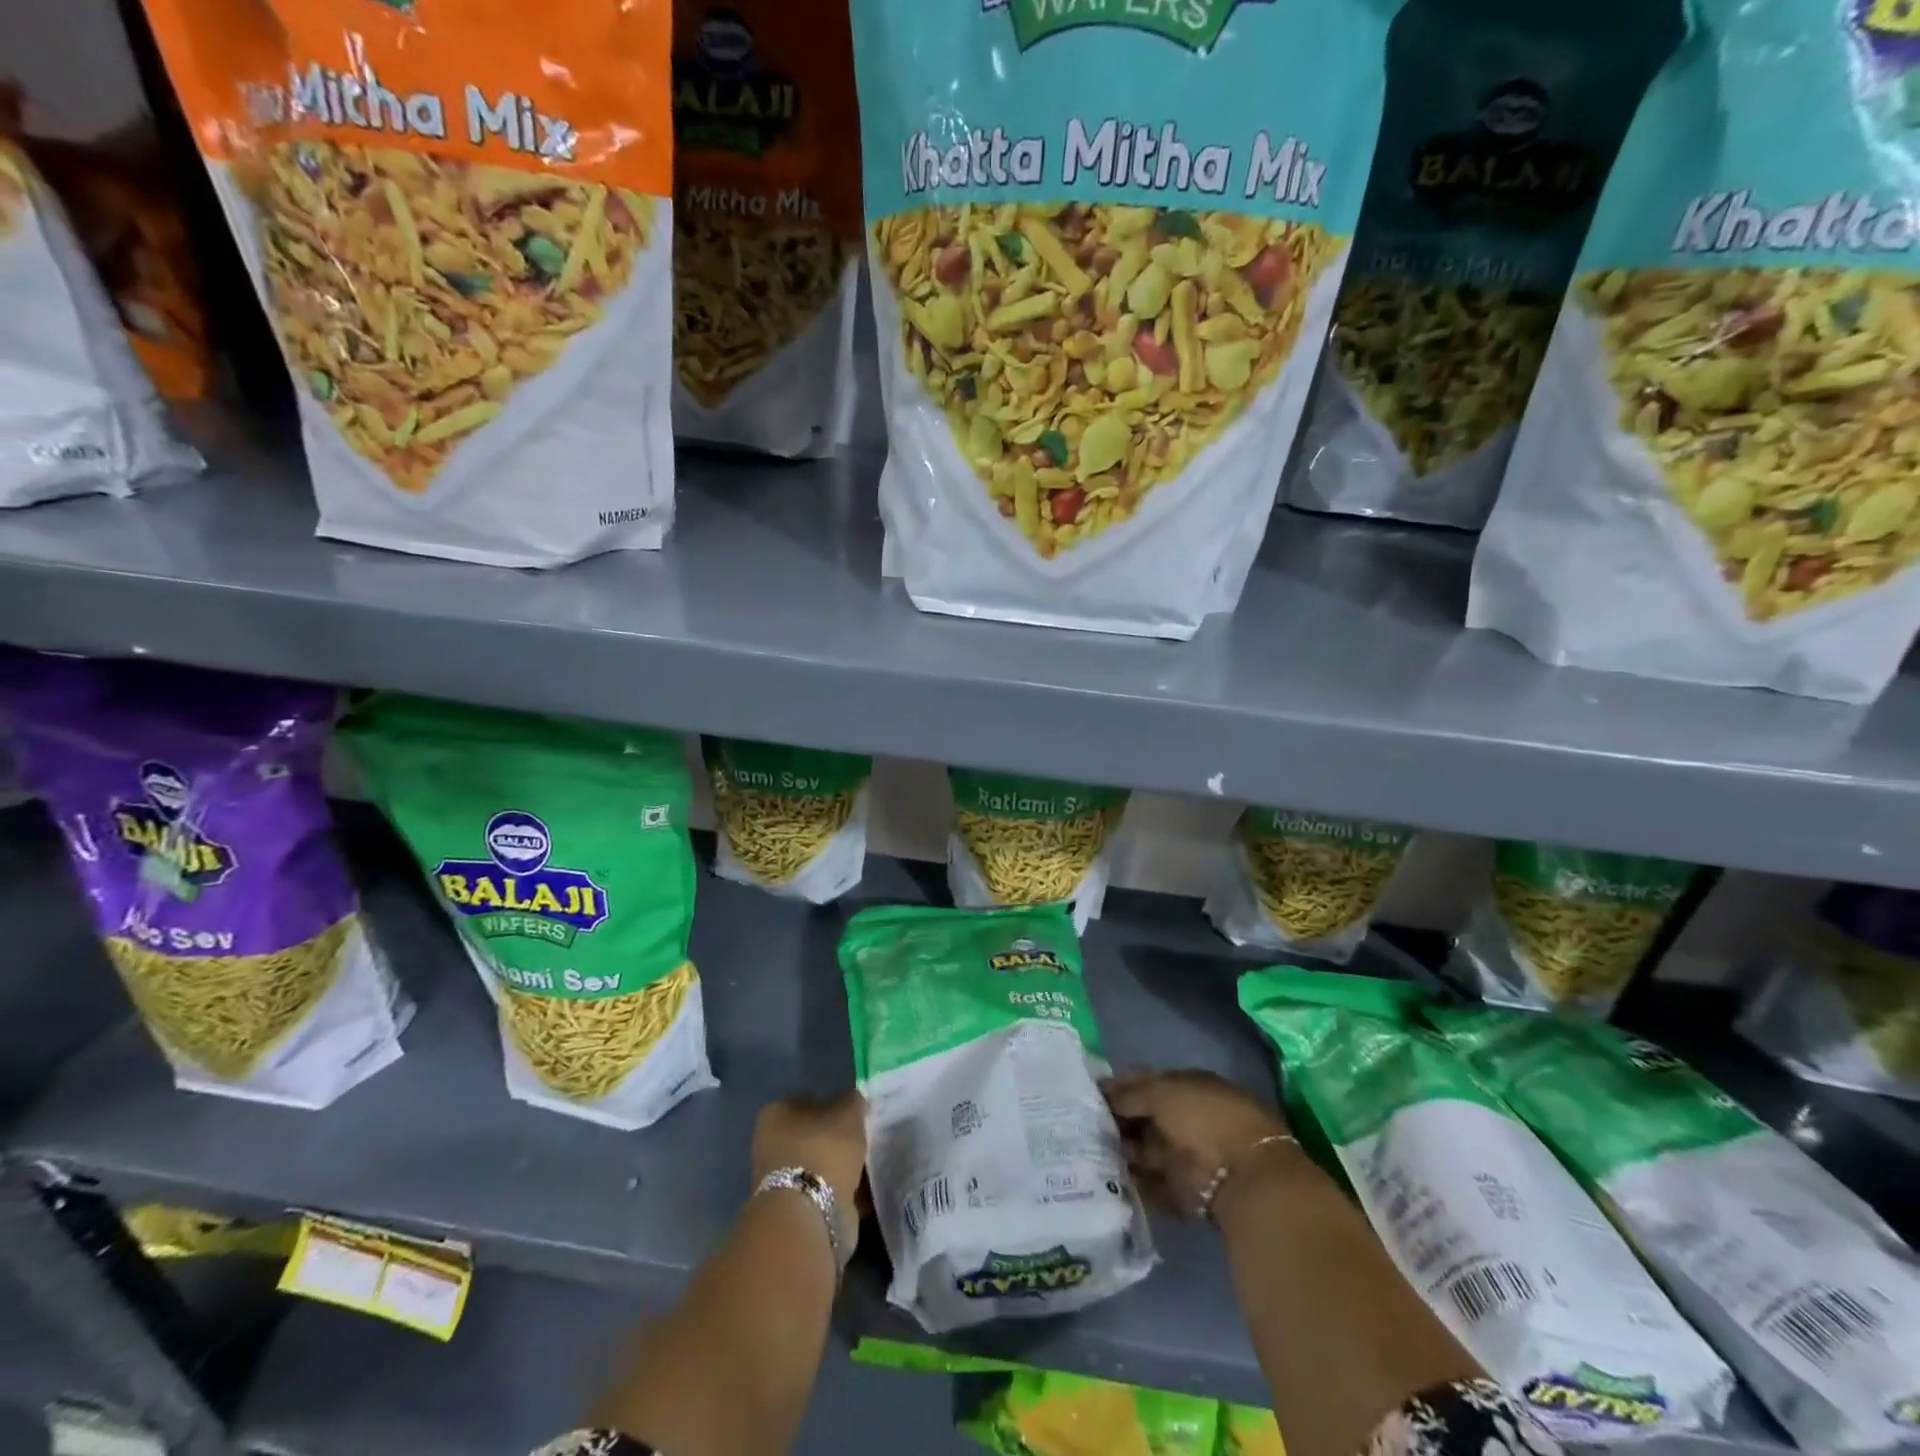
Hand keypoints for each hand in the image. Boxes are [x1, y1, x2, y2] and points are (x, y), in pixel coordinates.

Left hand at [751, 1091, 867, 1224]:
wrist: (809, 1214)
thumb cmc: (823, 1149)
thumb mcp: (848, 1111)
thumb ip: (852, 1101)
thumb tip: (854, 1102)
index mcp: (777, 1114)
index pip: (807, 1100)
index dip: (832, 1104)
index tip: (854, 1113)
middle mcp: (772, 1144)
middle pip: (812, 1135)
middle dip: (835, 1138)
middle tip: (863, 1138)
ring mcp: (782, 1179)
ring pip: (819, 1164)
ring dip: (840, 1166)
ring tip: (868, 1164)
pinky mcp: (796, 1209)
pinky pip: (826, 1190)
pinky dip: (843, 1191)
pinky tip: (865, 1189)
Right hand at [1104, 1070, 1290, 1216]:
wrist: (1242, 1175)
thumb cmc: (1202, 1117)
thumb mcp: (1161, 1092)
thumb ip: (1129, 1094)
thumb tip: (1103, 1093)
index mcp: (1187, 1086)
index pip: (1146, 1082)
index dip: (1119, 1087)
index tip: (1090, 1094)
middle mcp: (1186, 1118)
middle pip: (1144, 1118)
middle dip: (1116, 1122)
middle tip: (1083, 1125)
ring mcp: (1186, 1155)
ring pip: (1144, 1150)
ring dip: (1122, 1151)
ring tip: (1089, 1151)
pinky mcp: (1184, 1190)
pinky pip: (1151, 1183)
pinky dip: (1133, 1182)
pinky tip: (1106, 1177)